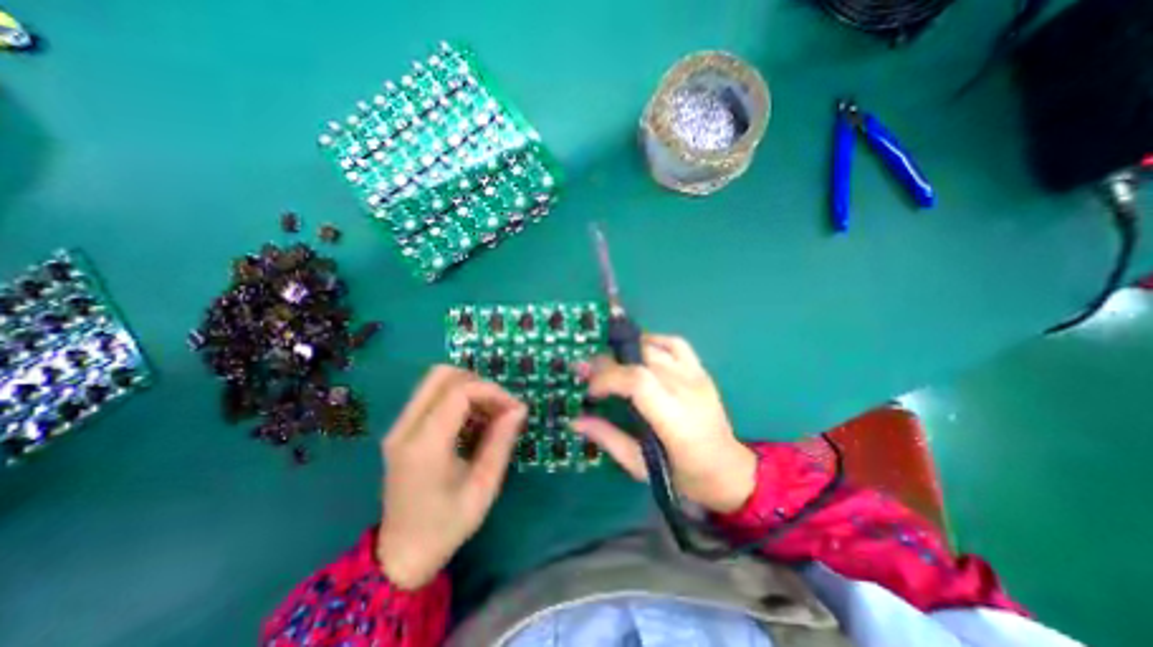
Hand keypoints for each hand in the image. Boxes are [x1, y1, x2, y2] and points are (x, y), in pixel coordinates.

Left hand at [375, 367, 524, 588]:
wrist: (400, 555)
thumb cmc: (447, 526)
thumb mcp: (484, 486)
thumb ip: (501, 442)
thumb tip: (519, 408)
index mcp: (425, 446)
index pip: (459, 391)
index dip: (491, 391)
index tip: (513, 408)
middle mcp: (405, 428)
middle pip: (441, 374)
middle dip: (477, 382)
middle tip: (498, 406)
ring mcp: (399, 427)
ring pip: (435, 381)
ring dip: (467, 388)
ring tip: (488, 414)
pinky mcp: (401, 430)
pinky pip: (431, 396)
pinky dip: (457, 398)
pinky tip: (471, 422)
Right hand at [570, 337, 758, 511]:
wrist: (728, 469)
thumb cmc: (684, 476)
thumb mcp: (640, 466)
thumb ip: (607, 438)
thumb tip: (575, 420)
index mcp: (675, 419)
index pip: (637, 381)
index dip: (607, 378)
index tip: (589, 390)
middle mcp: (687, 390)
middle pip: (642, 358)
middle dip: (608, 361)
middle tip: (590, 373)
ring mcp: (697, 376)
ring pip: (655, 346)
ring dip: (626, 350)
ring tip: (612, 365)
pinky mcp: (701, 370)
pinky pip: (675, 343)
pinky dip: (652, 341)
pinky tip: (640, 353)